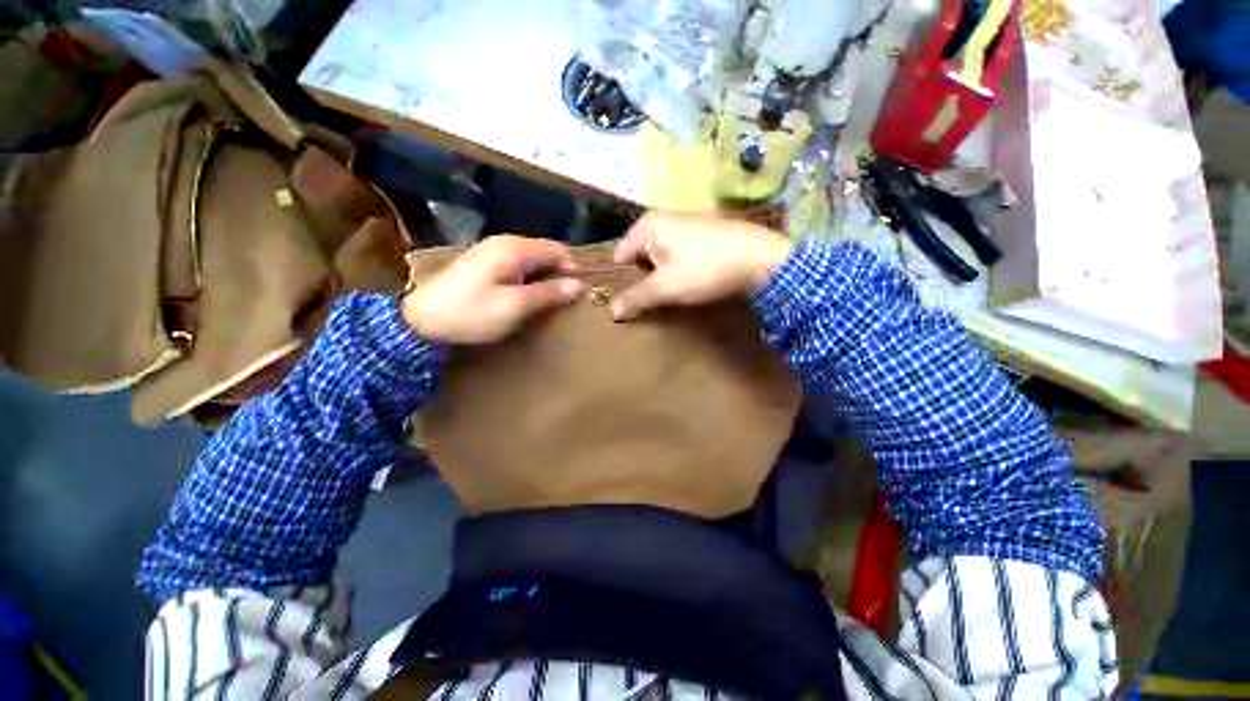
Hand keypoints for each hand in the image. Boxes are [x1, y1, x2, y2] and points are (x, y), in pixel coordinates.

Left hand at [402, 236, 583, 343]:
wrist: (420, 320)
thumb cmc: (472, 312)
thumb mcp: (516, 306)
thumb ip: (549, 293)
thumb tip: (578, 285)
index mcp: (515, 249)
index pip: (558, 251)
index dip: (572, 270)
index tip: (579, 294)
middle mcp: (505, 243)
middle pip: (545, 252)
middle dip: (559, 274)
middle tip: (565, 300)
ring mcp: (492, 251)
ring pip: (532, 260)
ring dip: (544, 277)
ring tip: (549, 301)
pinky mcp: (484, 263)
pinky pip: (518, 266)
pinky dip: (529, 279)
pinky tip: (527, 296)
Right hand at [610, 211, 793, 320]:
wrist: (760, 258)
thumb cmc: (704, 269)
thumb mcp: (665, 288)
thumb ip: (635, 298)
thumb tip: (612, 311)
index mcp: (647, 226)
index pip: (619, 257)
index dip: (624, 280)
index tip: (634, 299)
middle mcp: (662, 218)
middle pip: (639, 255)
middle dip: (644, 277)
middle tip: (656, 296)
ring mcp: (685, 221)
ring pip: (660, 254)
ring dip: (663, 274)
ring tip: (675, 291)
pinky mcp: (704, 230)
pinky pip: (679, 252)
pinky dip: (679, 266)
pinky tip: (693, 278)